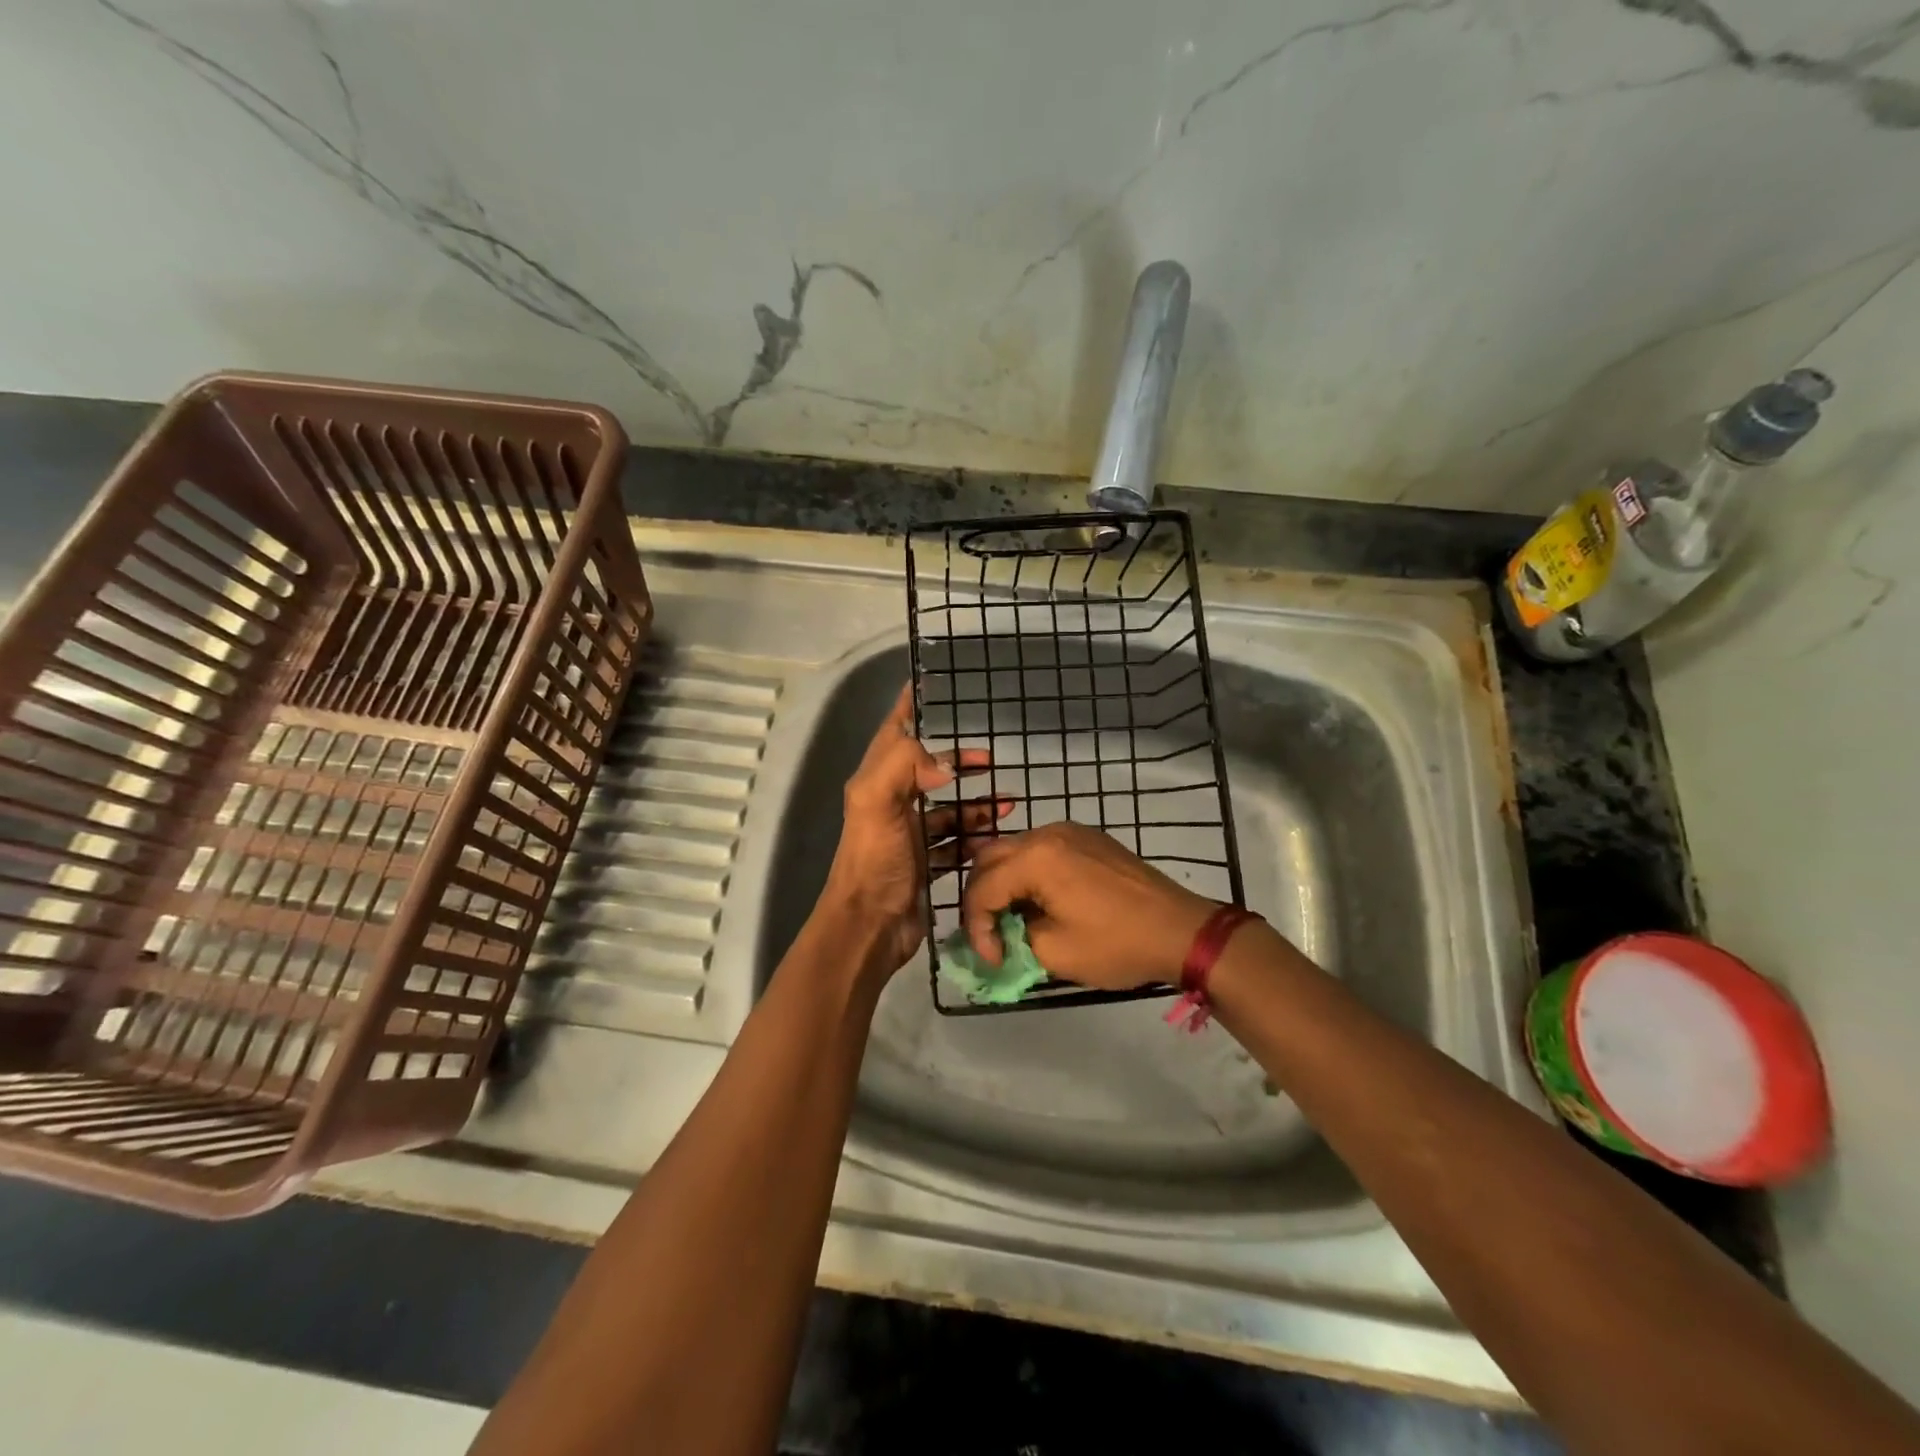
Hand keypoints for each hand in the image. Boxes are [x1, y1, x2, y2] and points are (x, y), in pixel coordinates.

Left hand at [820, 683, 1008, 977]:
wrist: (871, 927)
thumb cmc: (874, 861)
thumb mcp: (878, 802)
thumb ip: (905, 765)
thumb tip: (945, 762)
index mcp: (876, 782)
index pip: (893, 732)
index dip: (909, 707)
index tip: (932, 684)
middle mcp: (892, 803)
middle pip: (927, 770)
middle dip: (957, 761)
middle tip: (989, 759)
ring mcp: (910, 835)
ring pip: (947, 808)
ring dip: (976, 803)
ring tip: (1009, 801)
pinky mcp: (926, 864)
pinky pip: (956, 842)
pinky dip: (976, 836)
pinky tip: (998, 836)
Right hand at [960, 822, 1216, 990]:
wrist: (1181, 930)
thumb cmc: (1117, 943)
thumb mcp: (1055, 952)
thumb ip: (1015, 938)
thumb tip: (1004, 934)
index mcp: (1036, 857)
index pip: (981, 887)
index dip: (976, 926)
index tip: (992, 959)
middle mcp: (1048, 833)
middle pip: (990, 859)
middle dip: (981, 899)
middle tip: (989, 935)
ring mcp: (1071, 831)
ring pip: (1015, 851)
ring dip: (1004, 884)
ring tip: (1012, 920)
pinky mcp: (1090, 839)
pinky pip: (1042, 850)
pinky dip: (1028, 874)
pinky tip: (1040, 902)